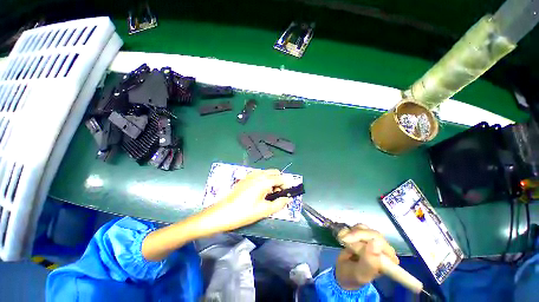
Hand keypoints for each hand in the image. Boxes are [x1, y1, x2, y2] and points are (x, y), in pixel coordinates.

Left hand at [201, 169, 291, 232]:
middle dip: (279, 181)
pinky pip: (259, 174)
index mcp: (264, 180)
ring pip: (267, 172)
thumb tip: (287, 199)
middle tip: (277, 194)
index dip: (286, 185)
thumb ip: (279, 203)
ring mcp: (251, 174)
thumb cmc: (244, 212)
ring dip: (271, 179)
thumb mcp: (264, 210)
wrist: (222, 213)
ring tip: (268, 193)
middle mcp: (258, 174)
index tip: (287, 194)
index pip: (281, 178)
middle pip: (275, 172)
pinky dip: (264, 179)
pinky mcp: (245, 177)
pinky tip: (259, 190)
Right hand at [335, 224, 398, 289]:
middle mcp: (384, 249)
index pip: (380, 243)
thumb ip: (369, 261)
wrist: (343, 271)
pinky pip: (358, 226)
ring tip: (344, 242)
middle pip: (372, 233)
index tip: (349, 244)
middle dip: (355, 236)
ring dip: (351, 234)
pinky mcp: (366, 235)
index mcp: (389, 261)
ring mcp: (375, 241)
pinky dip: (348, 230)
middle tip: (343, 241)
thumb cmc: (353, 276)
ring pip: (364, 228)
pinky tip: (344, 238)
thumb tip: (375, 243)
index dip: (364, 241)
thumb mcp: (360, 273)